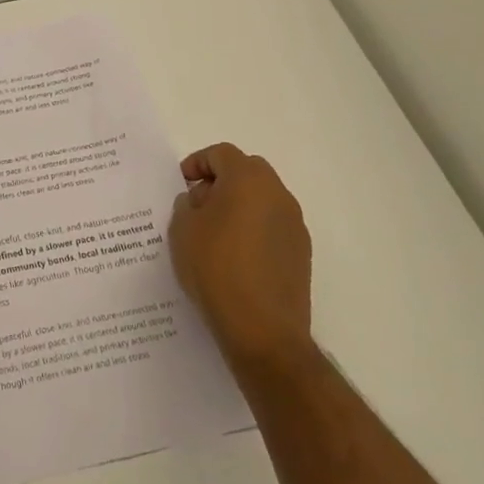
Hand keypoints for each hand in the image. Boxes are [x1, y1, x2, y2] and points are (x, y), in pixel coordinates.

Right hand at [168, 143, 313, 365]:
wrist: (263, 331)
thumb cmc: (216, 269)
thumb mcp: (182, 230)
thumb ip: (186, 205)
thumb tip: (199, 201)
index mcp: (248, 179)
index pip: (221, 153)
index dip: (197, 163)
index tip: (181, 183)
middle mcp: (278, 194)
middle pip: (247, 171)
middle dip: (221, 181)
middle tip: (198, 204)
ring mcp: (294, 225)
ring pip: (262, 199)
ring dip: (239, 206)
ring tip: (214, 234)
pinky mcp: (301, 254)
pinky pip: (272, 226)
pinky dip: (254, 229)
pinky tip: (235, 257)